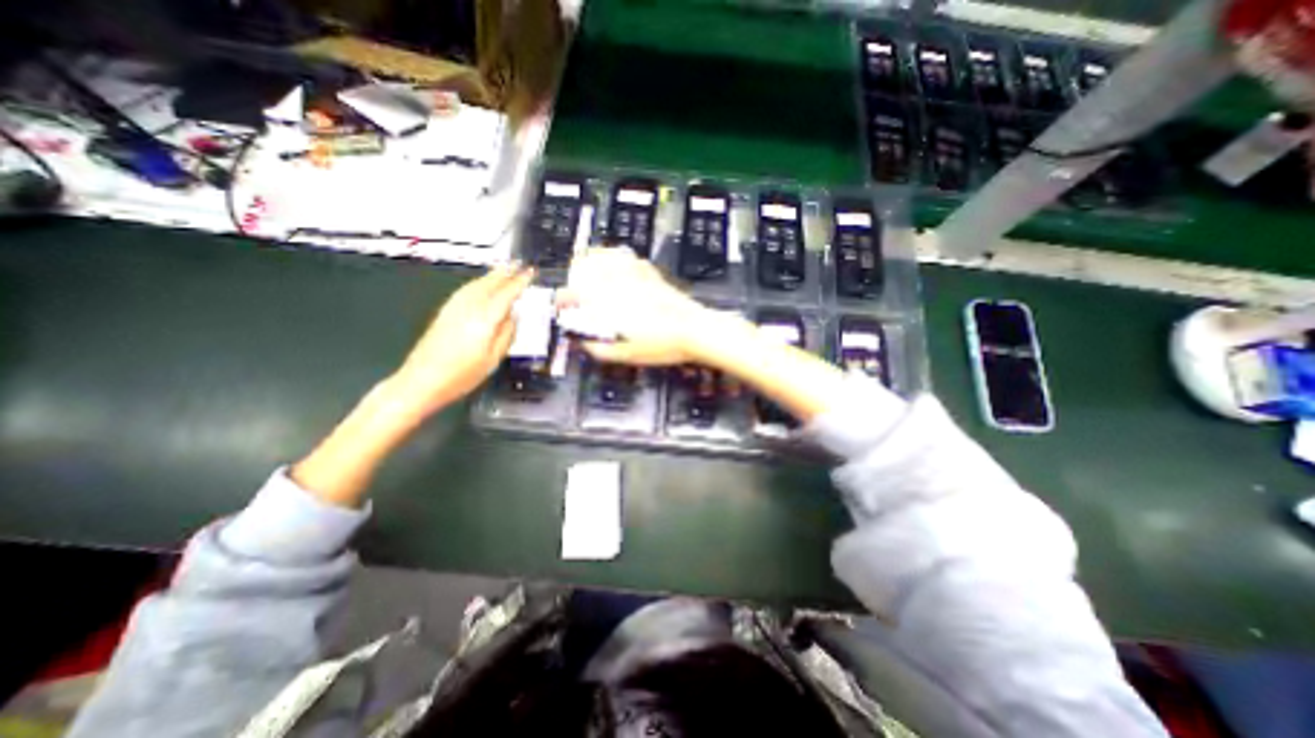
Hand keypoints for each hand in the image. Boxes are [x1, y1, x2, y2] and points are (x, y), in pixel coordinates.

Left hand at [390, 262, 533, 415]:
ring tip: (504, 269)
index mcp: (484, 320)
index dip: (519, 282)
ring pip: (475, 284)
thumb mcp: (493, 359)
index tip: (530, 273)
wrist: (420, 381)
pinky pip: (465, 290)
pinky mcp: (444, 313)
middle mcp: (468, 308)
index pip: (506, 294)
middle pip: (489, 284)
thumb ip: (506, 334)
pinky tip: (480, 285)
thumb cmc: (462, 375)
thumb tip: (514, 316)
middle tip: (519, 264)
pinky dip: (477, 283)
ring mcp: (453, 309)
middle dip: (505, 272)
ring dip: (491, 275)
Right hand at [560, 249, 735, 364]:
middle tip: (573, 288)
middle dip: (573, 275)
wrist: (696, 330)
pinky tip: (615, 263)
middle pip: (586, 266)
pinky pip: (627, 258)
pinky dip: (614, 257)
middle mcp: (619, 283)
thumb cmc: (662, 345)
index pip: (575, 293)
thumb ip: (601, 349)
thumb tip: (584, 343)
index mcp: (609, 303)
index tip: (561, 306)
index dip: (563, 299)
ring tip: (586, 268)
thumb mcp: (628, 355)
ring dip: (591, 260)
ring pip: (605, 256)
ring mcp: (636, 275)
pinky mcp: (651, 274)